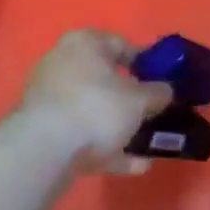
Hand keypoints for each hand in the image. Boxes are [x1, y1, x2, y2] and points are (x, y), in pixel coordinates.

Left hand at [15, 30, 173, 176]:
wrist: (43, 150)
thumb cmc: (96, 108)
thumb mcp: (138, 100)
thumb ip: (158, 94)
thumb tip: (166, 91)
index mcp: (84, 43)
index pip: (121, 44)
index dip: (145, 63)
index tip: (162, 82)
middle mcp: (62, 63)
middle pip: (104, 79)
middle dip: (129, 99)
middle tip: (152, 113)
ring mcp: (49, 97)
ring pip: (92, 109)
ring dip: (119, 127)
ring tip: (146, 146)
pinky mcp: (43, 129)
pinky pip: (81, 133)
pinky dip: (105, 147)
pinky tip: (133, 166)